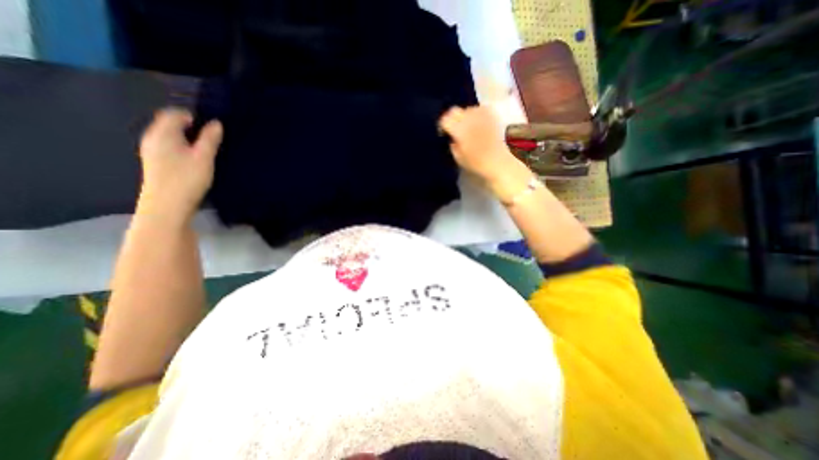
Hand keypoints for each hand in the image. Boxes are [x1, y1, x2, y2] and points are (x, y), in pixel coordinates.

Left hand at [137, 108, 222, 221]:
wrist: (167, 206)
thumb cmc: (187, 179)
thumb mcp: (204, 157)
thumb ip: (210, 139)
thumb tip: (216, 123)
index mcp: (163, 133)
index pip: (174, 113)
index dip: (193, 116)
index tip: (211, 126)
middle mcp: (152, 138)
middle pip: (170, 124)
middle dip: (190, 127)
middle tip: (212, 137)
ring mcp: (151, 151)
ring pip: (170, 136)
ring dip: (187, 138)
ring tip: (206, 148)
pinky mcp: (155, 163)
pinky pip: (169, 146)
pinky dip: (182, 147)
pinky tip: (194, 159)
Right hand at [442, 106, 531, 199]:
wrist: (497, 162)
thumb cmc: (475, 163)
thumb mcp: (457, 157)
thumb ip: (452, 143)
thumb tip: (452, 136)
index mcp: (459, 129)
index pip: (445, 119)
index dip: (442, 126)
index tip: (444, 133)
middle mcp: (469, 118)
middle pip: (454, 110)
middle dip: (452, 119)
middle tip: (454, 129)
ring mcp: (481, 114)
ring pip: (467, 109)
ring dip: (464, 116)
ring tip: (467, 126)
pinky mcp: (491, 114)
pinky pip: (479, 109)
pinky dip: (476, 114)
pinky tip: (477, 123)